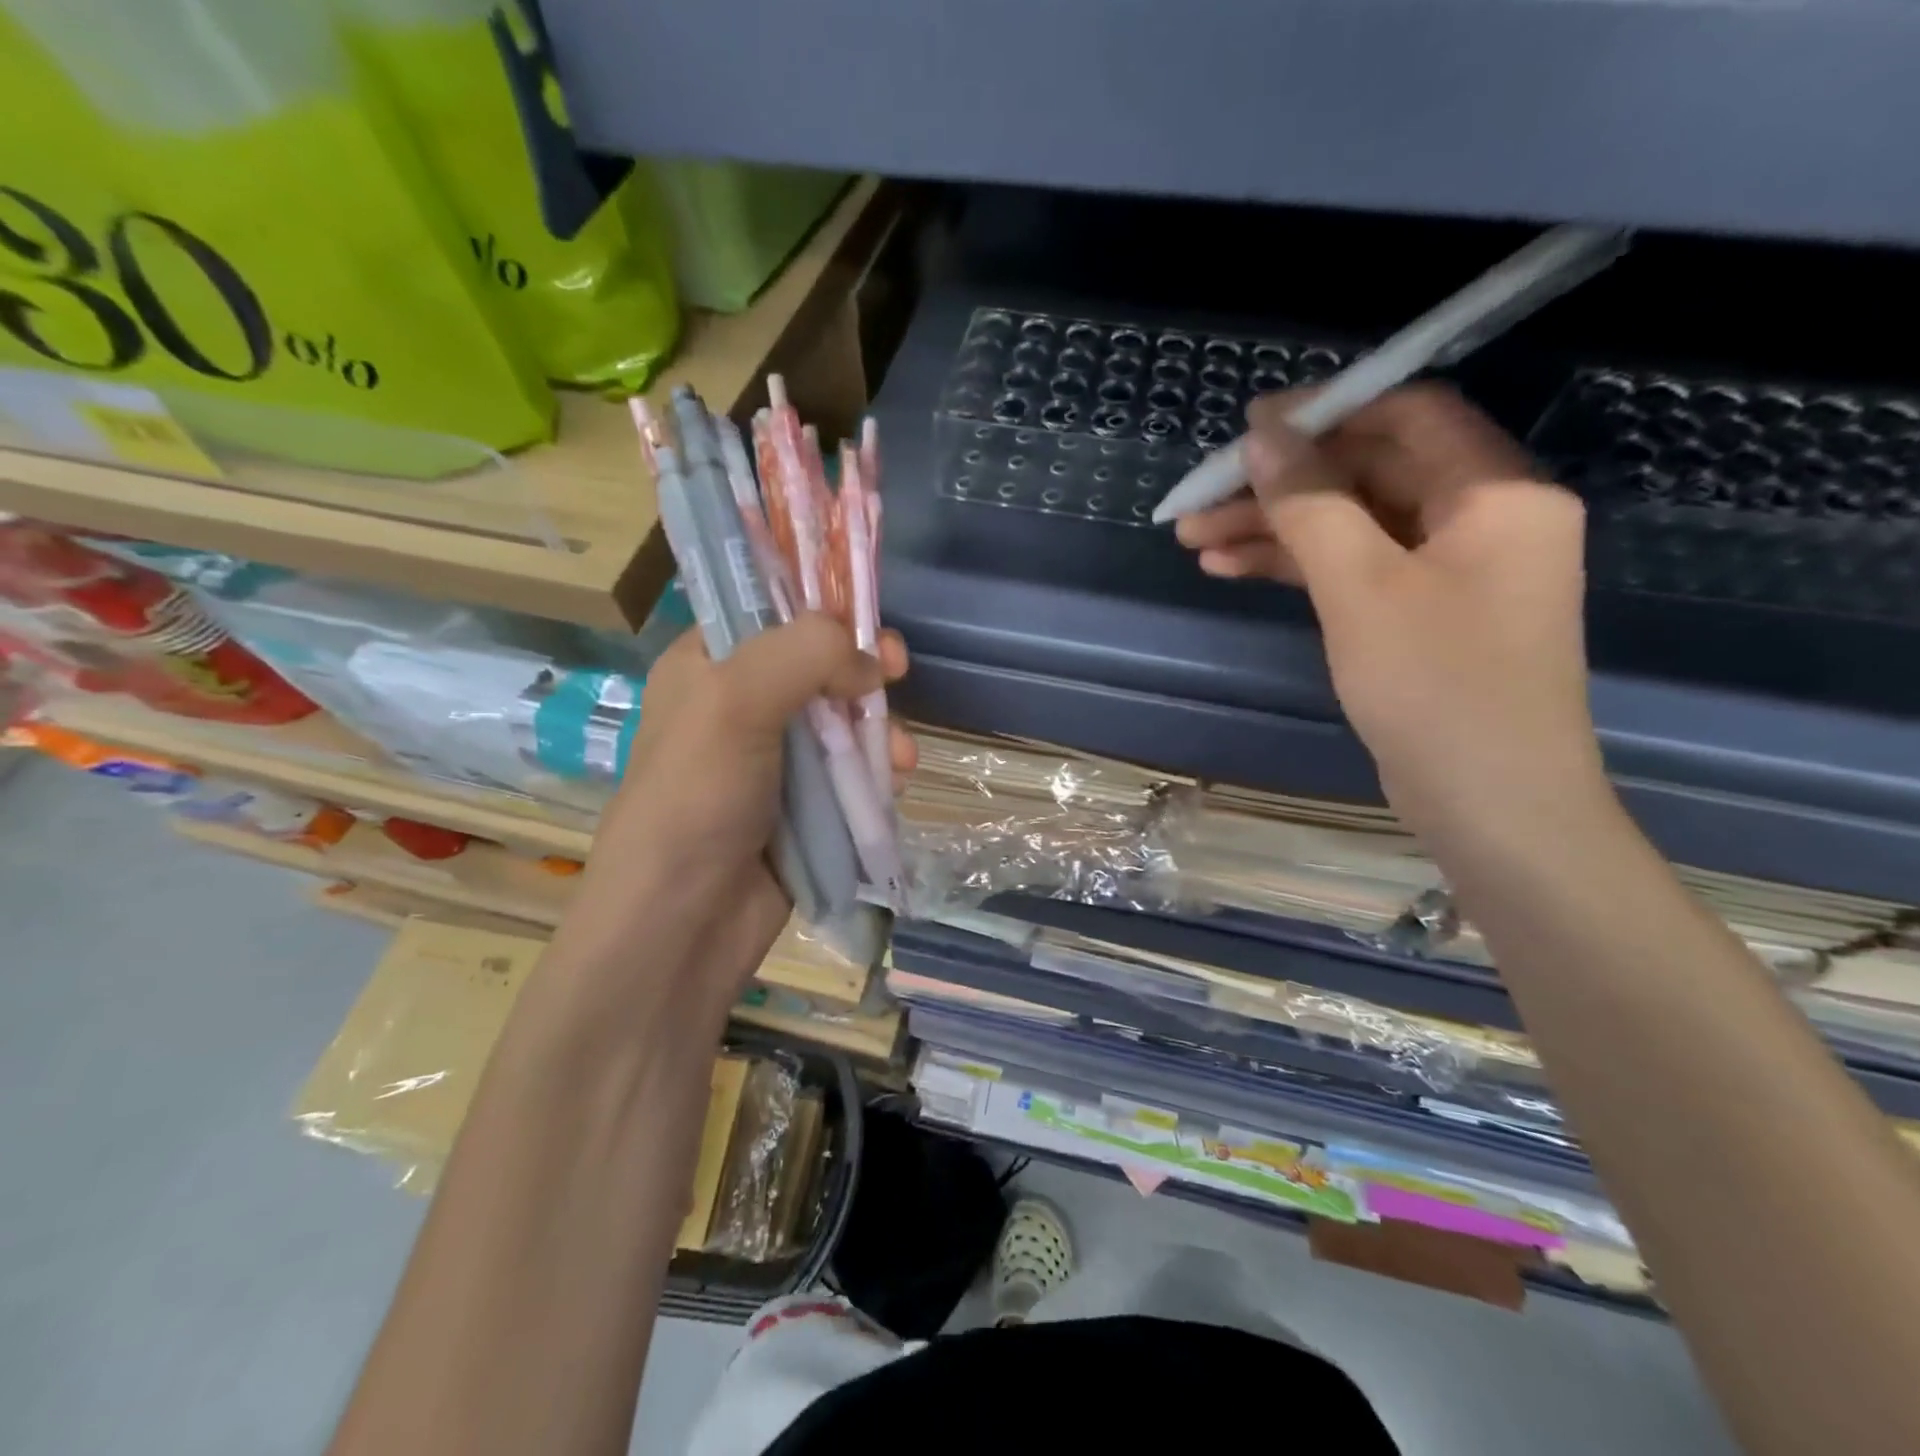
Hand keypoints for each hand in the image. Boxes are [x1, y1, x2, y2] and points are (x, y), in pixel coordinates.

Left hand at [555, 615, 912, 1029]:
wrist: (684, 923)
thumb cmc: (696, 799)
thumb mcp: (735, 702)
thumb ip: (805, 654)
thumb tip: (870, 664)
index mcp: (708, 665)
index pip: (770, 610)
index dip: (822, 608)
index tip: (866, 620)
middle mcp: (742, 705)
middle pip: (820, 665)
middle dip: (864, 672)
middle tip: (898, 672)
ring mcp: (776, 759)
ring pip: (846, 721)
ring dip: (880, 730)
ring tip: (898, 758)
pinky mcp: (806, 806)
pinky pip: (853, 772)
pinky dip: (878, 772)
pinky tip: (894, 784)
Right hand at [1174, 385, 1603, 835]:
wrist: (1489, 804)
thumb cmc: (1437, 688)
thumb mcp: (1363, 587)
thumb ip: (1311, 504)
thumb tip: (1263, 437)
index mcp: (1495, 492)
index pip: (1407, 414)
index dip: (1325, 412)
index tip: (1248, 427)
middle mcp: (1480, 518)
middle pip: (1368, 473)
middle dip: (1280, 486)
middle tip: (1201, 499)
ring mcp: (1448, 570)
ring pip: (1351, 525)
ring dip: (1275, 529)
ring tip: (1195, 541)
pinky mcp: (1419, 615)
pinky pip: (1353, 569)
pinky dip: (1296, 566)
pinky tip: (1232, 569)